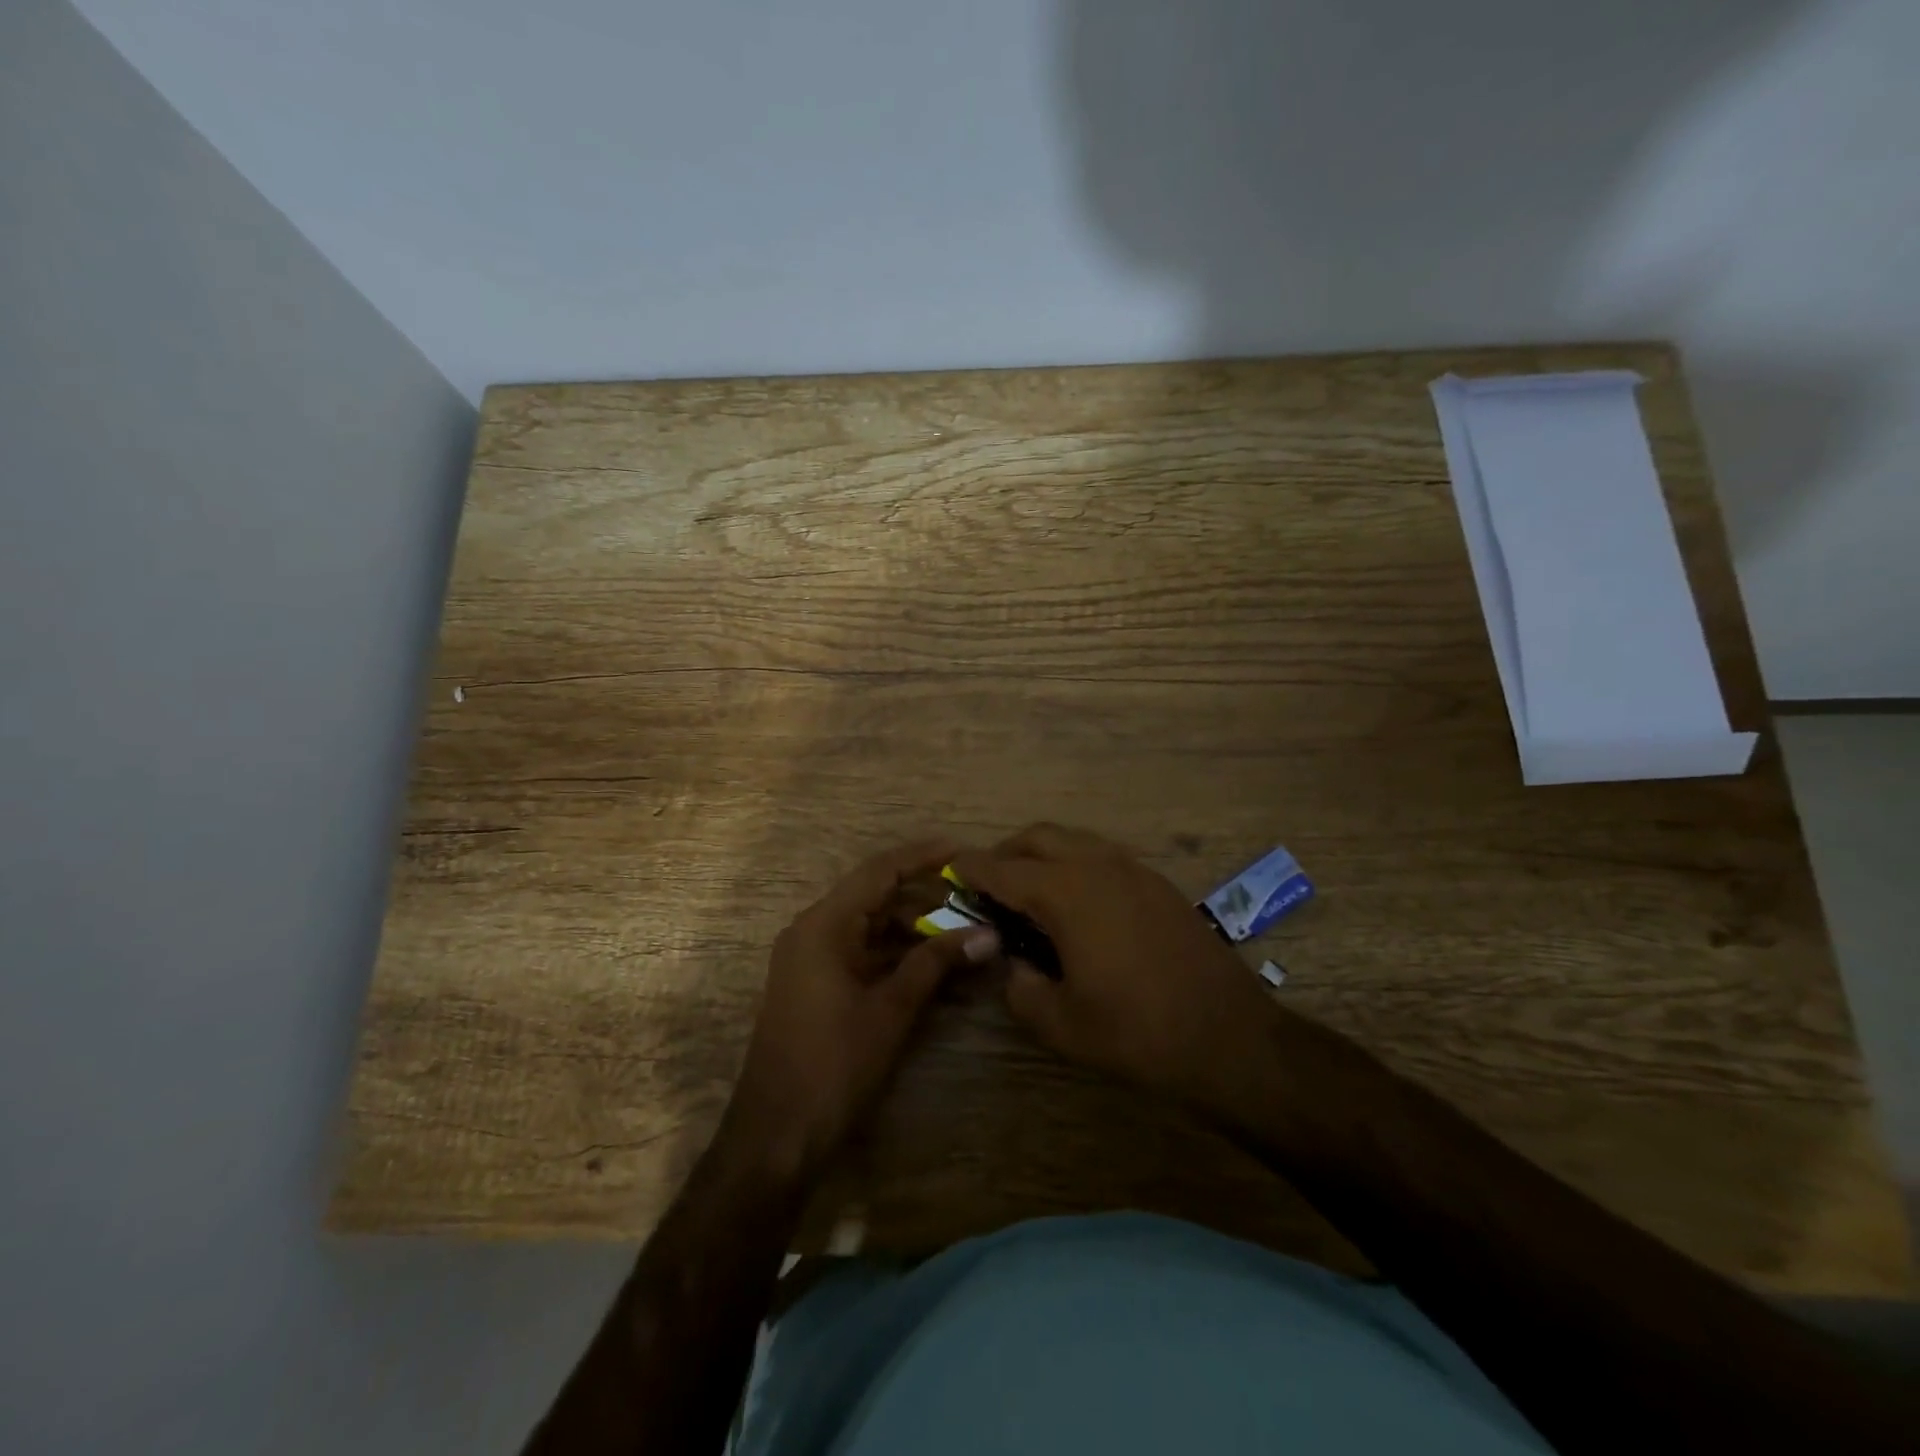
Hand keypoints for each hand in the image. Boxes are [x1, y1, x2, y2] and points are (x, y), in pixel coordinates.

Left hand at [723, 838, 998, 1177]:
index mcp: (824, 925)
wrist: (776, 1136)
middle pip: (876, 897)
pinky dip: (897, 956)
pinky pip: (862, 954)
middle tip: (974, 900)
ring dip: (915, 930)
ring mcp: (812, 959)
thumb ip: (935, 964)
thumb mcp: (891, 1010)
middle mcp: (813, 931)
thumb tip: (987, 934)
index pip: (879, 871)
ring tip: (964, 934)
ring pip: (871, 927)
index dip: (922, 857)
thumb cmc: (833, 1065)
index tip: (963, 852)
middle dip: (926, 898)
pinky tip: (936, 967)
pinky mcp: (817, 985)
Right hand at [953, 824, 1275, 1104]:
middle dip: (1006, 852)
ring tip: (1030, 891)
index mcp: (1066, 893)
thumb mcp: (1061, 1024)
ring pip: (1074, 840)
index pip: (1004, 869)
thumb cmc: (1137, 1032)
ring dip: (1043, 854)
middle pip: (1039, 837)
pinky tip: (1078, 903)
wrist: (1229, 1036)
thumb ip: (1020, 989)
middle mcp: (1097, 866)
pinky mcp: (1157, 883)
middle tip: (989, 883)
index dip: (972, 867)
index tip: (951, 868)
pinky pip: (1102, 856)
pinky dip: (1075, 864)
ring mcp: (1133, 870)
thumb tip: (1013, 965)